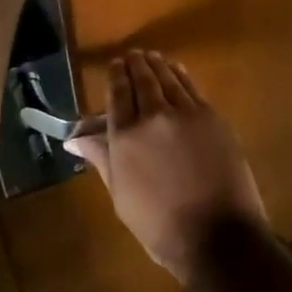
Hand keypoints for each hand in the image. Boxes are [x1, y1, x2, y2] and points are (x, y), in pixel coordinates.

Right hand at [64, 49, 268, 281]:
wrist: (218, 236)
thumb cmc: (160, 226)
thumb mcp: (121, 196)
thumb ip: (101, 158)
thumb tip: (74, 138)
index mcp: (125, 137)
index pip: (118, 94)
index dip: (116, 76)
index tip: (115, 65)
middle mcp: (153, 116)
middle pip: (142, 80)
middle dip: (135, 64)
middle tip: (132, 55)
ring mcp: (185, 113)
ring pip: (167, 78)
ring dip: (157, 64)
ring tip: (150, 56)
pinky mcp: (211, 116)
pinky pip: (191, 87)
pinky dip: (181, 74)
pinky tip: (177, 70)